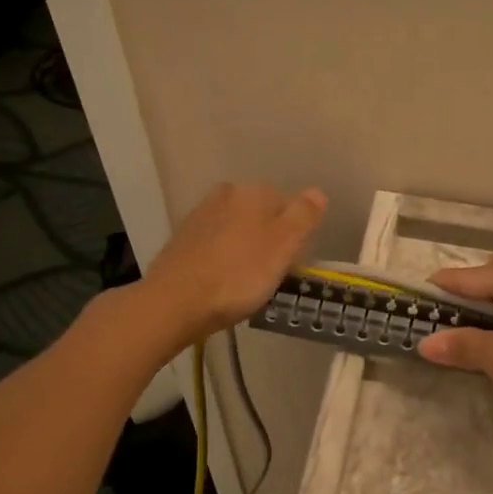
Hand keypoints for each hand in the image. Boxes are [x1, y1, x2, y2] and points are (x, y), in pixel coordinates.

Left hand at [144, 183, 326, 345]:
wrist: (175, 301)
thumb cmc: (239, 275)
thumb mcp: (284, 246)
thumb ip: (304, 216)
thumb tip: (317, 192)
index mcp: (254, 193)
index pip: (289, 206)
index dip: (295, 235)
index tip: (293, 262)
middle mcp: (226, 195)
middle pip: (261, 215)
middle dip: (269, 238)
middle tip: (272, 273)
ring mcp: (200, 216)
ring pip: (236, 228)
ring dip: (245, 248)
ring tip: (247, 281)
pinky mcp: (181, 240)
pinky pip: (215, 244)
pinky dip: (222, 258)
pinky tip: (222, 281)